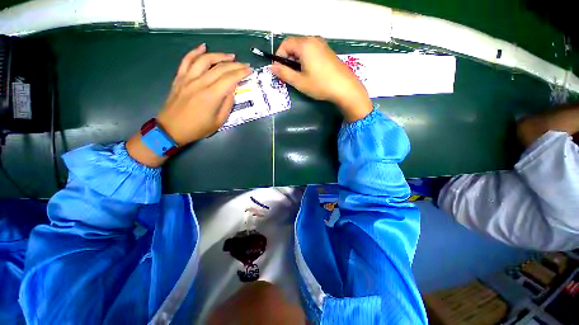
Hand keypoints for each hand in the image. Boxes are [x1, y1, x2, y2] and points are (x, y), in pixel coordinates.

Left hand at [157, 43, 251, 144]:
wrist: (172, 129)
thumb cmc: (198, 128)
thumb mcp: (219, 121)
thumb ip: (227, 104)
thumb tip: (232, 90)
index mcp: (212, 95)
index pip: (230, 79)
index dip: (241, 73)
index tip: (250, 70)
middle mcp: (200, 83)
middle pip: (220, 68)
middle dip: (235, 64)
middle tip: (244, 64)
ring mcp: (188, 78)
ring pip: (204, 60)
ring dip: (219, 55)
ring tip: (230, 56)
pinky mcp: (179, 77)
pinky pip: (187, 60)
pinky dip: (195, 51)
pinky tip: (203, 47)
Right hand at [271, 37, 371, 121]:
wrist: (345, 88)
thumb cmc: (320, 85)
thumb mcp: (299, 81)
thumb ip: (284, 73)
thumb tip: (272, 67)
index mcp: (305, 45)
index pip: (285, 43)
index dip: (279, 56)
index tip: (279, 70)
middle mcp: (313, 40)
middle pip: (294, 45)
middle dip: (288, 59)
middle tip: (288, 75)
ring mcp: (322, 45)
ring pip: (303, 49)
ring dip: (296, 60)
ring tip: (299, 76)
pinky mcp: (328, 52)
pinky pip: (312, 51)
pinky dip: (305, 60)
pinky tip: (309, 73)